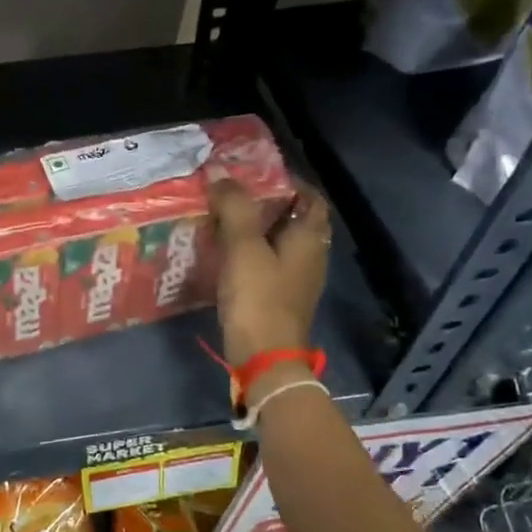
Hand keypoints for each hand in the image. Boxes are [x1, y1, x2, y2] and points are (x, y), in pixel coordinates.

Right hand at [208, 178, 330, 367]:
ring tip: (224, 222)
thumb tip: (219, 173)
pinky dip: (252, 254)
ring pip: (280, 244)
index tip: (256, 175)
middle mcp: (311, 256)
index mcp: (309, 237)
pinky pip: (269, 265)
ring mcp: (298, 280)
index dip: (288, 181)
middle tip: (233, 196)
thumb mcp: (244, 248)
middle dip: (267, 205)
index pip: (310, 197)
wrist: (264, 357)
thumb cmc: (259, 298)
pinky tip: (226, 256)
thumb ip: (234, 207)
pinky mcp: (281, 299)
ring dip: (256, 231)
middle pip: (295, 219)